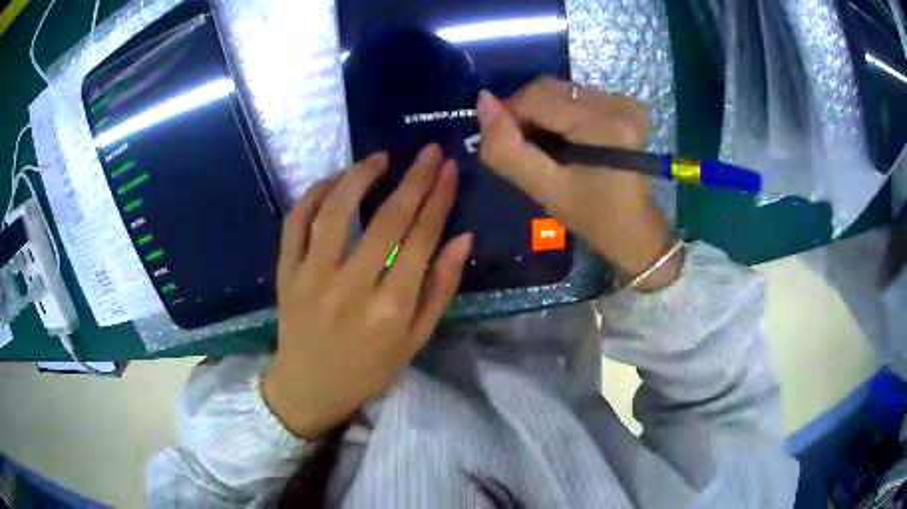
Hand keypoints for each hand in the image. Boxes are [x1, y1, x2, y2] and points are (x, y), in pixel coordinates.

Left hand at [263, 145, 472, 438]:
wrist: (309, 388)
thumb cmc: (369, 371)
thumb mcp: (416, 341)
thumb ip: (440, 289)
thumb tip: (462, 239)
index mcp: (391, 308)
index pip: (421, 239)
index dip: (439, 199)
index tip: (449, 168)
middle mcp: (351, 286)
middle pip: (386, 219)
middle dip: (414, 179)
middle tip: (429, 152)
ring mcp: (312, 277)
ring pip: (336, 211)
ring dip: (359, 177)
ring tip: (380, 158)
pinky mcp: (286, 273)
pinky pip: (295, 223)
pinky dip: (314, 195)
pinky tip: (333, 181)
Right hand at [477, 78, 678, 290]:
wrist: (632, 227)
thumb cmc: (591, 216)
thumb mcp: (544, 189)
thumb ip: (507, 149)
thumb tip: (482, 101)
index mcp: (606, 127)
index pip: (538, 97)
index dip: (511, 115)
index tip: (509, 147)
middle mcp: (619, 104)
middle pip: (549, 89)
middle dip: (526, 114)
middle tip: (527, 149)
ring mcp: (624, 101)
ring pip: (559, 90)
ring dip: (541, 113)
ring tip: (546, 146)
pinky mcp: (624, 103)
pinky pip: (574, 95)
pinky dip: (558, 112)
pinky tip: (563, 138)